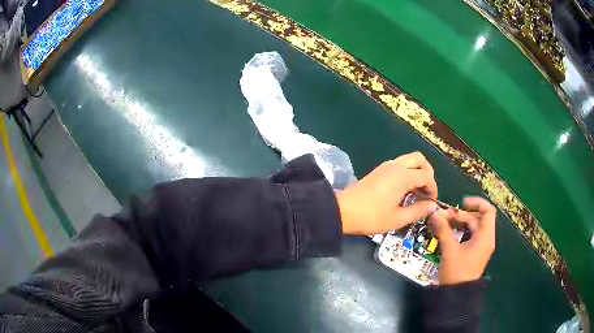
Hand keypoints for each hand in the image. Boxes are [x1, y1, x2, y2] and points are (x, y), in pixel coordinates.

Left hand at [336, 152, 438, 234]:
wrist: (342, 211)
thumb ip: (418, 211)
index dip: (433, 188)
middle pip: (419, 159)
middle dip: (428, 172)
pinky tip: (404, 190)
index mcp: (403, 176)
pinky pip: (400, 165)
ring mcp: (386, 166)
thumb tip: (433, 206)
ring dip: (417, 172)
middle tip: (427, 191)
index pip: (427, 175)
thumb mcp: (397, 219)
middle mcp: (396, 166)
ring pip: (409, 160)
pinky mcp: (379, 170)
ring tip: (416, 192)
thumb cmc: (371, 217)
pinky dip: (407, 173)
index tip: (431, 202)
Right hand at [429, 197, 495, 284]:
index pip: (488, 210)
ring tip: (443, 223)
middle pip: (477, 218)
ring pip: (472, 227)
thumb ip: (443, 230)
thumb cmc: (456, 272)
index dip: (476, 203)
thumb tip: (434, 213)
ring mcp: (481, 246)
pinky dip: (461, 231)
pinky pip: (470, 235)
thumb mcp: (449, 250)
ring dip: (459, 223)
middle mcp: (486, 239)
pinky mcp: (475, 252)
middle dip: (460, 215)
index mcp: (485, 236)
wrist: (457, 295)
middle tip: (443, 217)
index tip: (461, 203)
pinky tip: (448, 232)